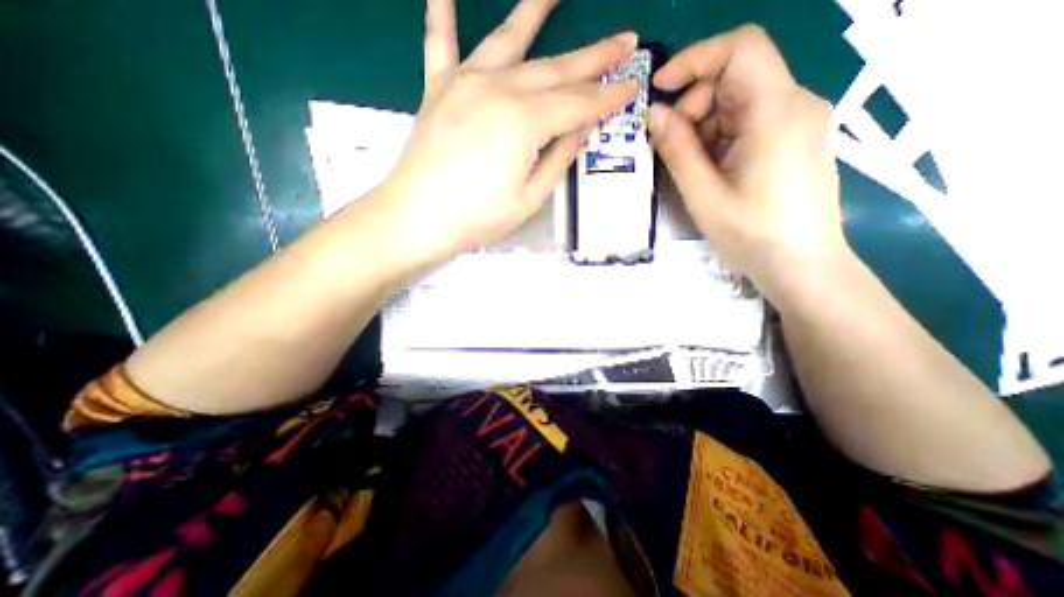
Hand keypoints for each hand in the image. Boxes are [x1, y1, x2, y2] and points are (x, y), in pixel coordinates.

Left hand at [374, 0, 634, 268]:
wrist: (416, 217)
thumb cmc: (477, 217)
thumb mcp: (529, 198)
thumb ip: (558, 159)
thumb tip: (580, 129)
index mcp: (526, 121)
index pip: (579, 104)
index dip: (608, 99)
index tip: (633, 87)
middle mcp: (499, 89)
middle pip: (556, 68)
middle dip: (594, 57)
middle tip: (625, 42)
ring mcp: (465, 83)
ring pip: (509, 39)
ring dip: (535, 10)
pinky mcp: (438, 89)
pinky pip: (440, 43)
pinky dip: (441, 14)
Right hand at [649, 23, 848, 303]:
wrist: (803, 266)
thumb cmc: (752, 235)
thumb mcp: (703, 195)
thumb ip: (677, 150)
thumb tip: (654, 114)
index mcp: (777, 112)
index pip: (741, 49)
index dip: (695, 59)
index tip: (659, 90)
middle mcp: (795, 104)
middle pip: (736, 77)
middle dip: (694, 106)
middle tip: (671, 148)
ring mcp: (798, 121)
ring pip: (739, 101)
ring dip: (704, 126)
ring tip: (691, 168)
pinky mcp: (793, 139)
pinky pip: (750, 121)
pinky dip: (721, 137)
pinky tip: (712, 170)